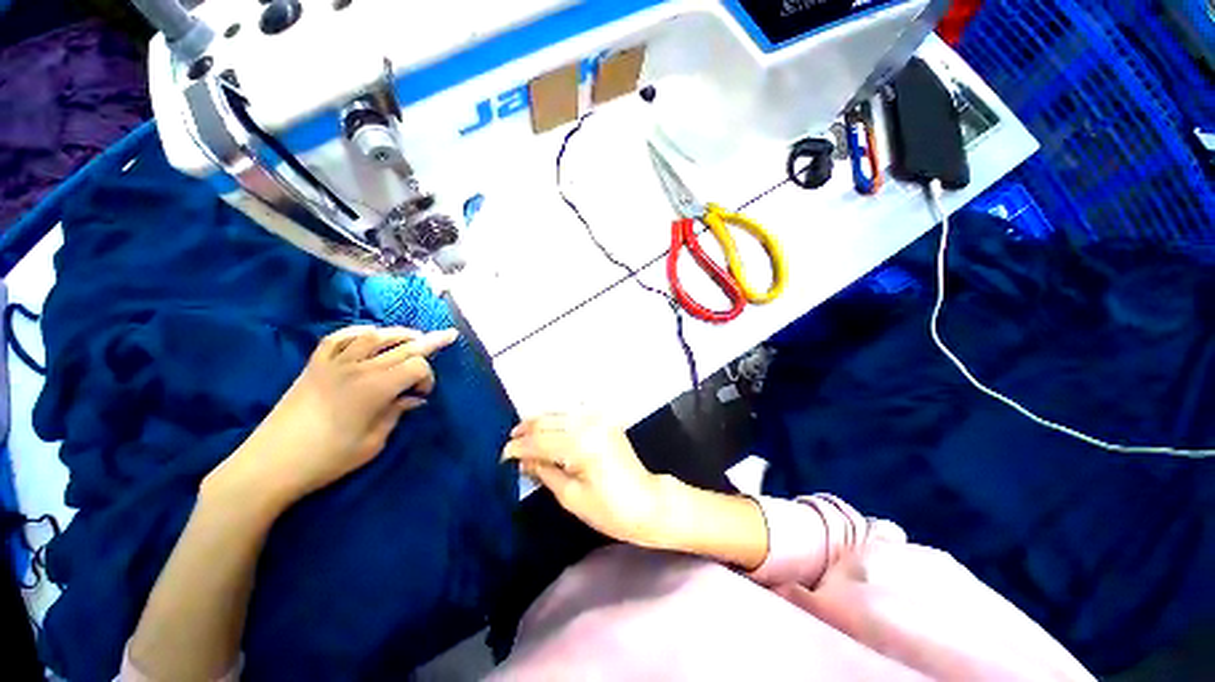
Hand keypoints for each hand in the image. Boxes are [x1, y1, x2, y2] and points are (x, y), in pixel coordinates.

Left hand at [213, 326, 458, 504]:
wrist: (269, 464)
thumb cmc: (327, 459)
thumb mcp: (373, 442)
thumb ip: (396, 413)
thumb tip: (414, 399)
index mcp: (374, 388)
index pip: (415, 366)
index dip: (427, 377)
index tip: (422, 396)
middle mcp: (357, 368)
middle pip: (402, 347)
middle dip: (430, 342)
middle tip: (450, 334)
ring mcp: (333, 363)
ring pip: (374, 336)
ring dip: (398, 334)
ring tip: (414, 335)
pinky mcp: (314, 365)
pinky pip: (339, 338)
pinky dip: (359, 332)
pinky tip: (370, 334)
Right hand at [502, 414, 668, 546]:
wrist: (647, 502)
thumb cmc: (609, 510)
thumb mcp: (571, 497)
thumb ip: (544, 472)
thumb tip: (523, 460)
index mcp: (580, 445)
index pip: (540, 441)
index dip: (518, 447)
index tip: (503, 455)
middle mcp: (589, 425)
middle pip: (548, 421)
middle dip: (526, 430)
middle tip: (510, 442)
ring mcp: (600, 420)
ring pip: (560, 413)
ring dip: (540, 422)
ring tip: (524, 434)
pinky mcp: (606, 422)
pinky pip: (575, 414)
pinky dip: (558, 419)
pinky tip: (548, 428)